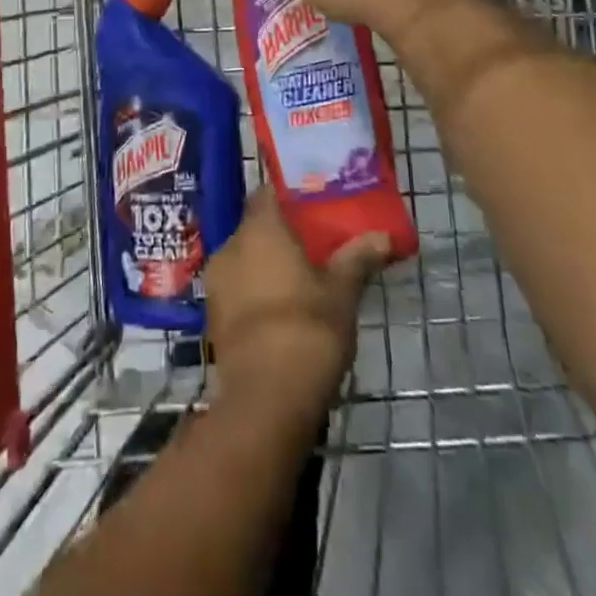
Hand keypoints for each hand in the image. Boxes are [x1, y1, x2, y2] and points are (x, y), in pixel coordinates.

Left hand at [206, 190, 390, 417]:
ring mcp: (217, 281)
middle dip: (282, 233)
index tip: (314, 203)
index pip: (268, 193)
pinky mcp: (213, 315)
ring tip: (301, 278)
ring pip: (246, 258)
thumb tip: (382, 235)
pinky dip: (257, 290)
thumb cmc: (307, 331)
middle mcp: (230, 246)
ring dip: (268, 264)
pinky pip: (238, 287)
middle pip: (257, 226)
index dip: (290, 195)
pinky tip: (282, 309)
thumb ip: (358, 258)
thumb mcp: (342, 293)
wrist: (265, 403)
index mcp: (259, 229)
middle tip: (314, 244)